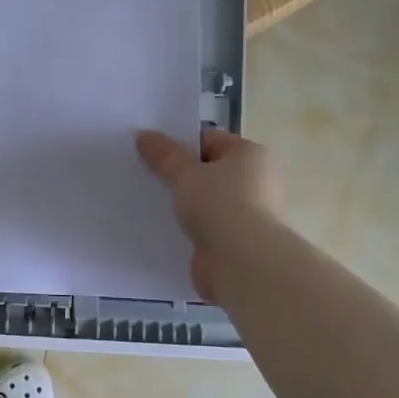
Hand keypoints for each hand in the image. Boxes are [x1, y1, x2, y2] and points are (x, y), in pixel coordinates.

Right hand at [136, 129, 284, 301]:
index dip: (180, 144)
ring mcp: (248, 214)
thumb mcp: (185, 173)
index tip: (151, 153)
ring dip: (184, 204)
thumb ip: (163, 154)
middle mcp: (255, 181)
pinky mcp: (236, 241)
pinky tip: (163, 228)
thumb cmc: (220, 204)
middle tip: (146, 176)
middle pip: (208, 171)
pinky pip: (206, 227)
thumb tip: (143, 135)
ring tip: (150, 202)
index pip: (209, 140)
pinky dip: (189, 228)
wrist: (242, 262)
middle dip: (180, 175)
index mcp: (250, 155)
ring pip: (206, 201)